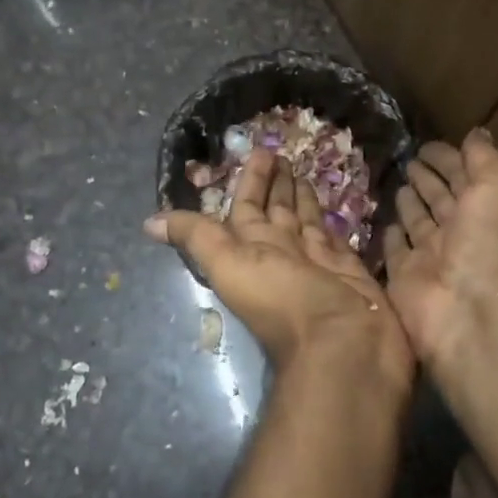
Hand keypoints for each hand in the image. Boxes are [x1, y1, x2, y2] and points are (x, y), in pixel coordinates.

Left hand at [146, 148, 414, 393]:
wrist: (343, 347)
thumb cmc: (285, 301)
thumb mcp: (231, 265)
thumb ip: (198, 238)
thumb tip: (148, 223)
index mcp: (252, 251)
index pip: (246, 207)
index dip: (251, 180)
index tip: (261, 151)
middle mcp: (282, 254)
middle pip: (276, 212)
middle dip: (277, 184)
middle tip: (284, 152)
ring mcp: (317, 262)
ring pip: (305, 222)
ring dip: (302, 197)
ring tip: (304, 168)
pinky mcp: (349, 269)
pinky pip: (335, 237)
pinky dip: (332, 219)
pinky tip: (334, 201)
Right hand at [383, 130, 497, 366]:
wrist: (469, 305)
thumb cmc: (490, 238)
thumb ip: (485, 157)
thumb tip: (476, 133)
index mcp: (487, 208)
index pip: (465, 176)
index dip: (449, 157)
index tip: (427, 143)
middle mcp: (461, 231)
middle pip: (441, 198)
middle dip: (428, 177)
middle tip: (409, 159)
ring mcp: (431, 255)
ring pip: (418, 222)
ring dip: (410, 202)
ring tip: (397, 182)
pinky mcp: (403, 276)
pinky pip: (395, 250)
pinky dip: (392, 235)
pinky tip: (385, 222)